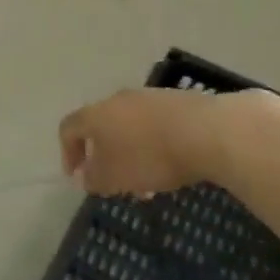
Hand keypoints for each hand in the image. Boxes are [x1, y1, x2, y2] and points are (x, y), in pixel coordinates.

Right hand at [59, 87, 279, 196]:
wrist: (211, 131)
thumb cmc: (151, 156)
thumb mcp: (114, 177)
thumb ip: (93, 179)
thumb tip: (84, 176)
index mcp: (96, 115)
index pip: (68, 128)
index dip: (68, 152)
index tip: (77, 176)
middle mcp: (119, 100)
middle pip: (102, 127)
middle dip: (106, 156)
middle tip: (115, 183)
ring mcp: (151, 97)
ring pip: (132, 127)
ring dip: (133, 153)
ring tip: (149, 182)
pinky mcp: (181, 101)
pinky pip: (158, 124)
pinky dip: (157, 145)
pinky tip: (174, 165)